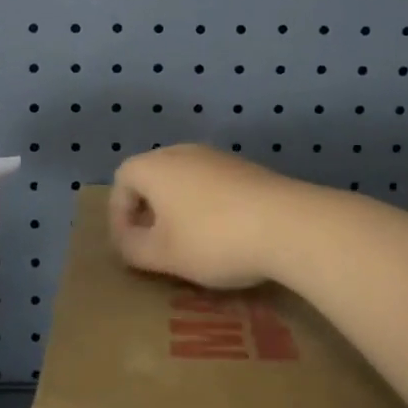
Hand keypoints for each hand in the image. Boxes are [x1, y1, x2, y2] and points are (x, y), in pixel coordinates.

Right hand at [108, 144, 317, 290]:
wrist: (287, 223)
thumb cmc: (213, 238)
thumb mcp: (163, 254)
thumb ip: (133, 248)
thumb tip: (126, 241)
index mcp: (155, 166)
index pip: (122, 179)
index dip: (119, 214)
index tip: (130, 246)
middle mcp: (183, 152)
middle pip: (153, 175)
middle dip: (148, 209)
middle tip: (156, 243)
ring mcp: (218, 156)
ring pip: (184, 179)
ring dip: (179, 207)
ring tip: (190, 243)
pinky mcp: (246, 168)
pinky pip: (212, 183)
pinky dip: (207, 205)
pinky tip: (224, 234)